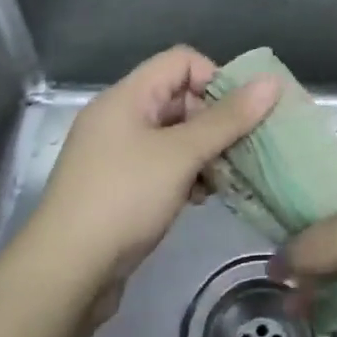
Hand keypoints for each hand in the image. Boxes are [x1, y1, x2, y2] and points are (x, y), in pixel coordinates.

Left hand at [30, 47, 277, 320]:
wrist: (64, 275)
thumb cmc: (124, 199)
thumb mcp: (182, 154)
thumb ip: (228, 118)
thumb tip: (272, 82)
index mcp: (127, 96)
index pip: (181, 61)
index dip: (215, 78)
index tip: (240, 113)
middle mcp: (120, 117)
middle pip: (180, 97)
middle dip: (215, 120)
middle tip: (241, 148)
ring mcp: (117, 154)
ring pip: (174, 136)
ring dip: (205, 151)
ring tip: (225, 177)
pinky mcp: (119, 187)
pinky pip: (163, 165)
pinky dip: (187, 174)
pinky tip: (202, 198)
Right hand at [272, 152, 336, 336]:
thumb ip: (310, 244)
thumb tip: (276, 263)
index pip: (325, 167)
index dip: (291, 189)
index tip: (262, 217)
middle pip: (335, 215)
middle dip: (306, 248)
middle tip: (280, 281)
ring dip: (327, 280)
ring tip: (301, 311)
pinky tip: (336, 321)